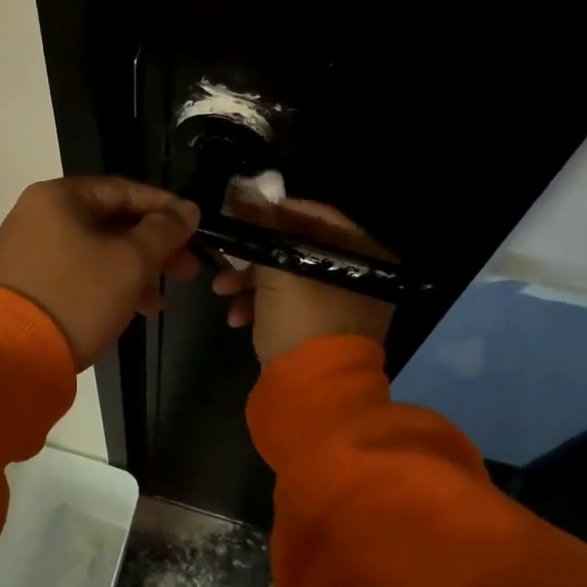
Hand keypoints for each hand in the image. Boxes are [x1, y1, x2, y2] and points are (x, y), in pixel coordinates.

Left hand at [0, 177, 199, 368]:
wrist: (9, 356)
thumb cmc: (77, 297)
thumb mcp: (130, 262)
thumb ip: (163, 231)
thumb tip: (188, 210)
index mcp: (60, 197)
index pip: (125, 190)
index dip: (165, 208)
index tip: (196, 228)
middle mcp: (39, 215)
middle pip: (111, 222)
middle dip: (153, 247)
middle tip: (188, 269)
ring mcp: (30, 251)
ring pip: (97, 251)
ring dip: (135, 271)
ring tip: (161, 300)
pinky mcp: (28, 284)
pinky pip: (78, 273)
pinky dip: (108, 286)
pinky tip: (134, 309)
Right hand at [211, 195, 395, 364]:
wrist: (311, 395)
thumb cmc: (303, 320)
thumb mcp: (279, 268)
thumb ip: (261, 226)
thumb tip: (241, 191)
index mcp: (365, 257)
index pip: (318, 216)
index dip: (275, 211)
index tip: (242, 213)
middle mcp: (360, 279)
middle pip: (299, 249)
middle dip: (256, 254)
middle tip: (226, 253)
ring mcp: (341, 309)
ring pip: (289, 280)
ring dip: (251, 282)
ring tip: (221, 290)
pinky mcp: (320, 334)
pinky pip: (289, 308)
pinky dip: (262, 307)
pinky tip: (235, 317)